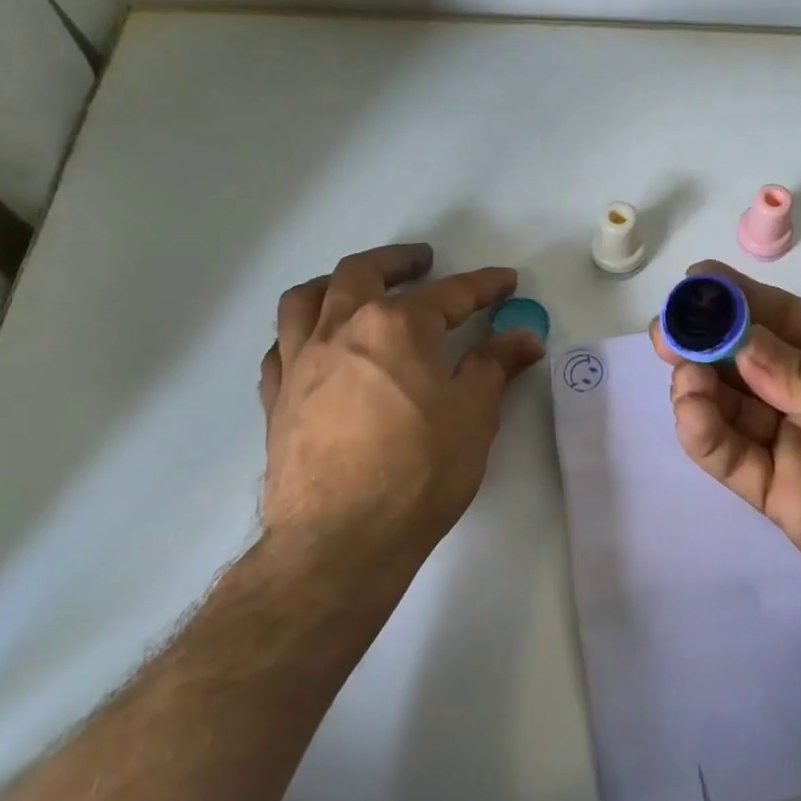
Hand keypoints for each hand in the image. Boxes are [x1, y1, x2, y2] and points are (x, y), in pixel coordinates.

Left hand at [256, 243, 542, 621]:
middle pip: (364, 273)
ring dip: (337, 282)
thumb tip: (524, 335)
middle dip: (400, 262)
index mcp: (396, 326)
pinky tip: (315, 345)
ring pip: (307, 297)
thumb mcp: (474, 415)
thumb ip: (495, 366)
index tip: (505, 282)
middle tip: (423, 262)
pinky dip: (301, 332)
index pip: (450, 294)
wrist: (341, 538)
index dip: (484, 286)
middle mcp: (341, 328)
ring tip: (357, 286)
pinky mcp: (277, 397)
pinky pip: (281, 346)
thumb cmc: (419, 471)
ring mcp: (300, 361)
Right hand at [650, 261, 800, 656]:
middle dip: (705, 340)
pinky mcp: (780, 496)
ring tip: (683, 374)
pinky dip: (704, 434)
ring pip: (729, 407)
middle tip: (668, 332)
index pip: (780, 317)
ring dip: (699, 385)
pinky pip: (732, 458)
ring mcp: (795, 446)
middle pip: (745, 360)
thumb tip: (743, 351)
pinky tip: (691, 413)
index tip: (693, 284)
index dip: (736, 299)